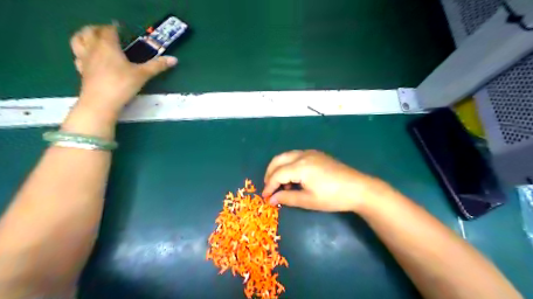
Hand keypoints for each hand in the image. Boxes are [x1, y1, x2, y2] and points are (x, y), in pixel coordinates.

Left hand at [69, 23, 176, 116]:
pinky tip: (89, 58)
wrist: (101, 102)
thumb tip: (174, 59)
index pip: (109, 30)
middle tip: (108, 32)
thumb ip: (157, 66)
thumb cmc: (122, 85)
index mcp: (108, 46)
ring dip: (84, 36)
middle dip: (98, 28)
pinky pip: (78, 56)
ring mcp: (84, 59)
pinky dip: (82, 52)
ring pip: (77, 40)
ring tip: (93, 39)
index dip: (115, 28)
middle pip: (89, 31)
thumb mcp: (142, 75)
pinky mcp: (81, 70)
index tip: (122, 29)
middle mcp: (93, 48)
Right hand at [263, 152, 385, 212]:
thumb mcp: (309, 200)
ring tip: (282, 185)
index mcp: (300, 166)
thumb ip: (287, 198)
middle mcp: (303, 155)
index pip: (277, 174)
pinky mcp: (317, 155)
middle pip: (278, 160)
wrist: (358, 188)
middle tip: (269, 188)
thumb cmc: (333, 197)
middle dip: (270, 173)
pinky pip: (296, 156)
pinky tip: (295, 178)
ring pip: (286, 156)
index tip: (265, 197)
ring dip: (279, 169)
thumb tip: (272, 199)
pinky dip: (289, 165)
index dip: (269, 186)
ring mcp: (310, 153)